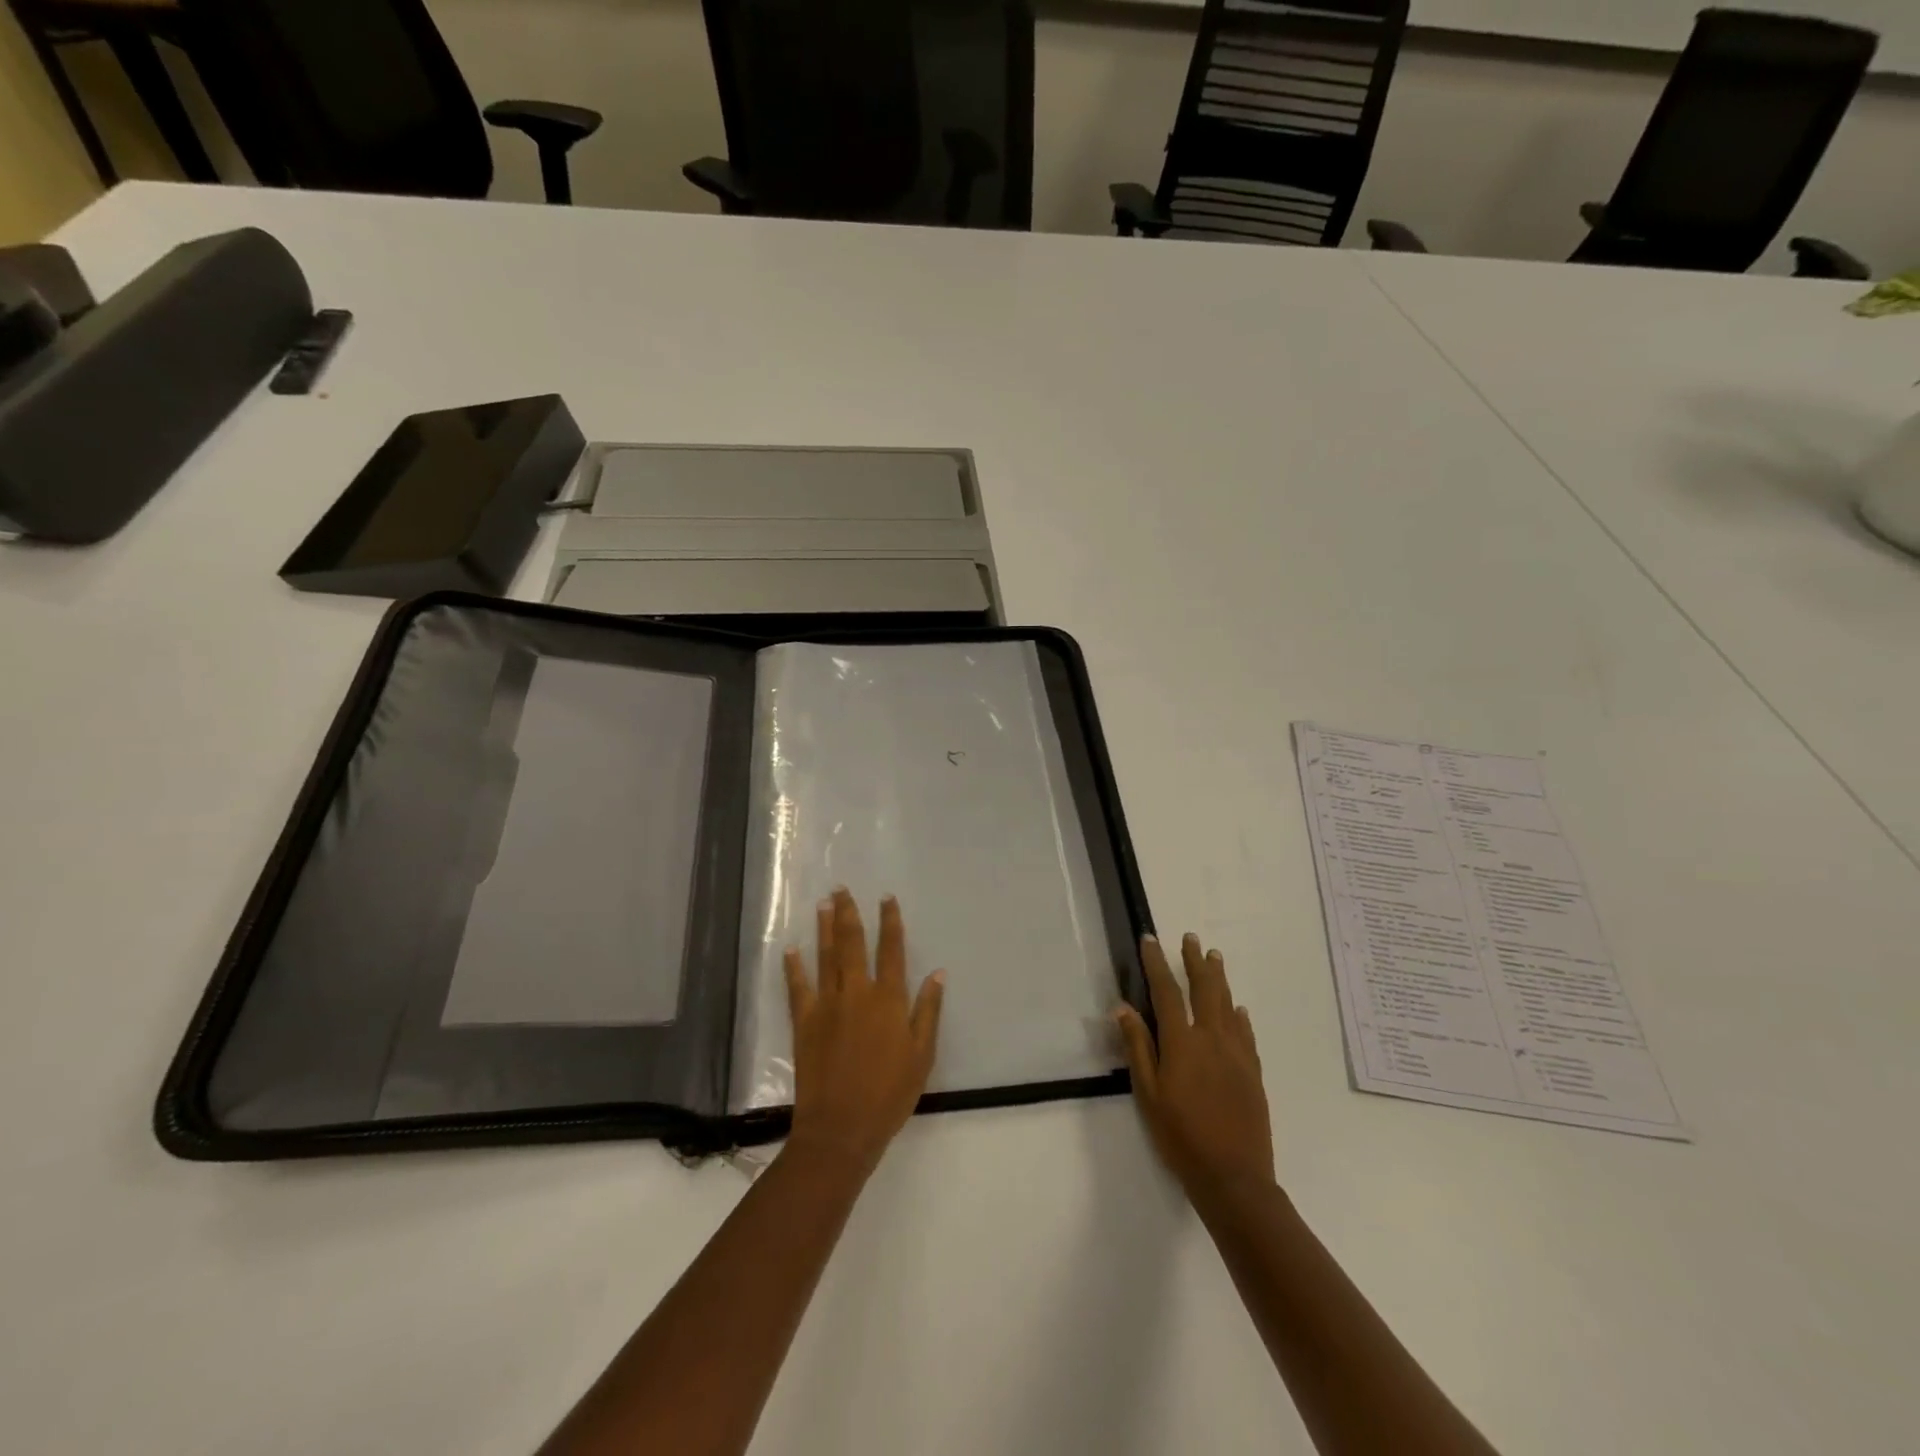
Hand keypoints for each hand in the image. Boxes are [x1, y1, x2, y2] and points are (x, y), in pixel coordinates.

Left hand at [783, 889, 945, 1178]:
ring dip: (825, 928)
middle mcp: (857, 993)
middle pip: (853, 944)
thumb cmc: (889, 1095)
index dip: (890, 922)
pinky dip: (794, 968)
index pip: (891, 950)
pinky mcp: (804, 1023)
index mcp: (888, 1000)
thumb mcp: (922, 1055)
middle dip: (850, 913)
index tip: (887, 898)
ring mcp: (827, 1006)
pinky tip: (791, 949)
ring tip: (823, 904)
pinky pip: (797, 988)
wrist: (841, 1129)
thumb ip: (928, 1011)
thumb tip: (938, 974)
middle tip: (842, 888)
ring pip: (826, 957)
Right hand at [1116, 933, 1274, 1205]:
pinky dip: (1240, 1015)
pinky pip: (1247, 1033)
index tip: (1150, 939)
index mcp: (1182, 1043)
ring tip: (1214, 957)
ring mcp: (1237, 1054)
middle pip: (1203, 990)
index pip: (1167, 992)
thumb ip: (1138, 1047)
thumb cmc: (1180, 1136)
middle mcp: (1212, 1039)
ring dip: (1219, 978)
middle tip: (1190, 938)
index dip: (1157, 964)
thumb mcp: (1148, 1094)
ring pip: (1227, 1004)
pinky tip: (1238, 1009)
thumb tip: (1123, 1008)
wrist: (1233, 1177)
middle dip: (1194, 962)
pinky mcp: (1253, 1072)